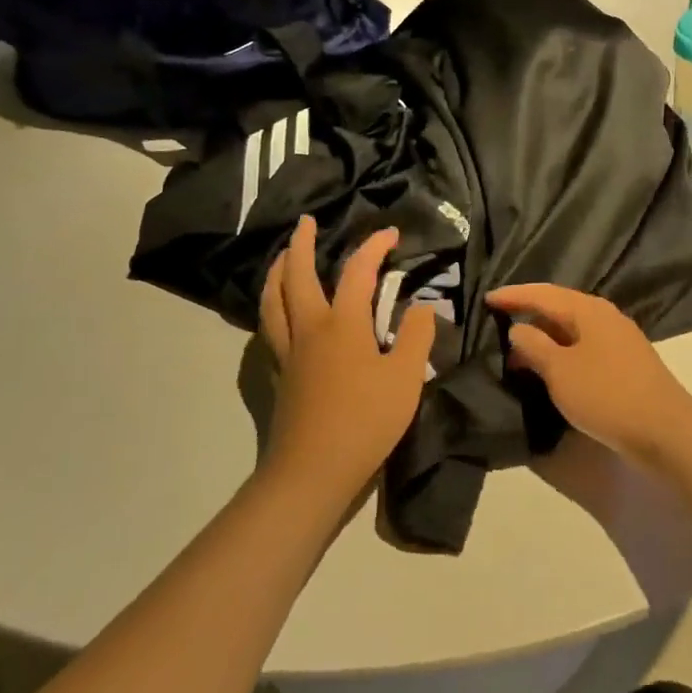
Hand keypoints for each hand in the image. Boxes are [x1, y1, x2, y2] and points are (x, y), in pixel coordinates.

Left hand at [258, 217, 434, 501]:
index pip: (358, 271)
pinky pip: (269, 326)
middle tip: (306, 222)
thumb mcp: (405, 378)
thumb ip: (415, 337)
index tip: (391, 233)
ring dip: (277, 270)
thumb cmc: (365, 421)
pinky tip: (279, 311)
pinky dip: (271, 305)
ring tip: (282, 257)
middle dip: (302, 243)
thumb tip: (422, 307)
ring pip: (272, 299)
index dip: (375, 246)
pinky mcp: (279, 373)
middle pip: (296, 274)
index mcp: (342, 323)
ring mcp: (289, 350)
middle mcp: (309, 327)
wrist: (313, 470)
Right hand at [484, 285, 691, 466]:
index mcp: (588, 310)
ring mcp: (618, 340)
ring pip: (572, 330)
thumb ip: (534, 346)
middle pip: (559, 307)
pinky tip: (550, 371)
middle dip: (529, 315)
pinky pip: (584, 348)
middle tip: (498, 325)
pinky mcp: (625, 364)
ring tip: (518, 354)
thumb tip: (518, 328)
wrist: (666, 432)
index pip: (542, 294)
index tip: (486, 299)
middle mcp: (604, 317)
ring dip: (545, 338)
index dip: (513, 295)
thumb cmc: (607, 394)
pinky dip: (562, 354)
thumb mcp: (560, 371)